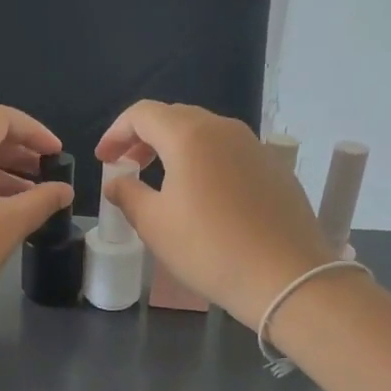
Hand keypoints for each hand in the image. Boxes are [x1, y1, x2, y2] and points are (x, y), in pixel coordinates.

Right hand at [96, 101, 334, 328]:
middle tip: (128, 165)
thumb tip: (117, 182)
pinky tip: (203, 196)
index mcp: (189, 135)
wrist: (286, 276)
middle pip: (175, 118)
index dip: (116, 132)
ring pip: (205, 134)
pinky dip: (205, 162)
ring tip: (162, 180)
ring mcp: (254, 147)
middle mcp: (224, 129)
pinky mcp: (274, 169)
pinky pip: (229, 153)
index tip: (103, 159)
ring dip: (176, 149)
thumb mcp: (155, 225)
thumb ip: (128, 195)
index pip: (143, 114)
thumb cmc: (209, 248)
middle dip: (144, 137)